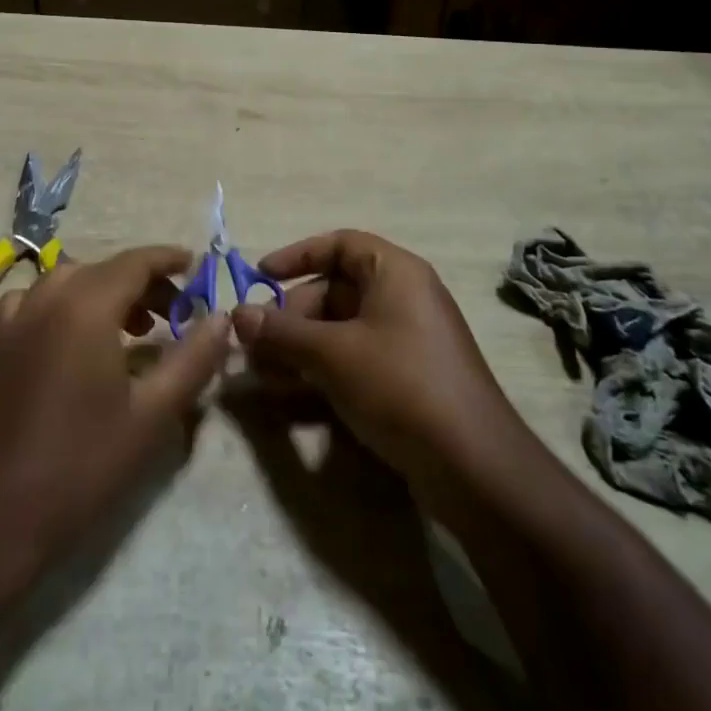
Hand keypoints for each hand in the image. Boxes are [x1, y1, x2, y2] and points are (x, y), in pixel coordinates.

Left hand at [0, 246, 229, 569]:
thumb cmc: (81, 465)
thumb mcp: (153, 415)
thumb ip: (194, 358)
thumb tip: (222, 318)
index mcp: (87, 304)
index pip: (137, 261)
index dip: (170, 260)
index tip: (198, 268)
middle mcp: (49, 296)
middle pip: (107, 268)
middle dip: (146, 283)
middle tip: (176, 313)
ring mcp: (18, 318)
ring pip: (74, 280)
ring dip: (108, 291)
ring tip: (136, 328)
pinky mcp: (0, 343)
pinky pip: (41, 300)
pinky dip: (69, 303)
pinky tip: (78, 338)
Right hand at [230, 230, 527, 509]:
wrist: (473, 465)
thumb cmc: (400, 385)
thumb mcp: (333, 353)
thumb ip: (283, 332)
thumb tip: (237, 314)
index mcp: (395, 272)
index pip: (339, 245)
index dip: (297, 255)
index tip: (260, 276)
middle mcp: (404, 296)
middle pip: (336, 290)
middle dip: (292, 315)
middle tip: (255, 343)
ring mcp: (409, 339)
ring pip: (343, 329)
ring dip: (302, 346)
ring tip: (262, 372)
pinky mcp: (409, 377)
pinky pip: (357, 358)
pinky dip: (324, 368)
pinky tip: (293, 393)